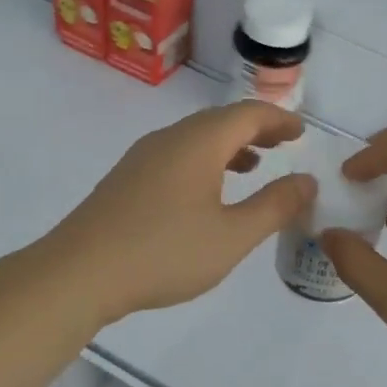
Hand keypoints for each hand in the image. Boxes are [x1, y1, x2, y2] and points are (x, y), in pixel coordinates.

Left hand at [46, 102, 314, 324]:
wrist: (79, 273)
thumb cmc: (163, 252)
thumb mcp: (231, 236)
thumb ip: (274, 206)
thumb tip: (306, 181)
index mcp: (198, 142)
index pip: (248, 114)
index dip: (279, 119)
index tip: (302, 131)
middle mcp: (170, 138)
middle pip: (220, 120)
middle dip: (256, 128)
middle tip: (284, 143)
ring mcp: (143, 157)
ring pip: (195, 138)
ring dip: (229, 145)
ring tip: (254, 165)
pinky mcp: (126, 178)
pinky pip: (176, 155)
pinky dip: (204, 161)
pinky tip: (207, 192)